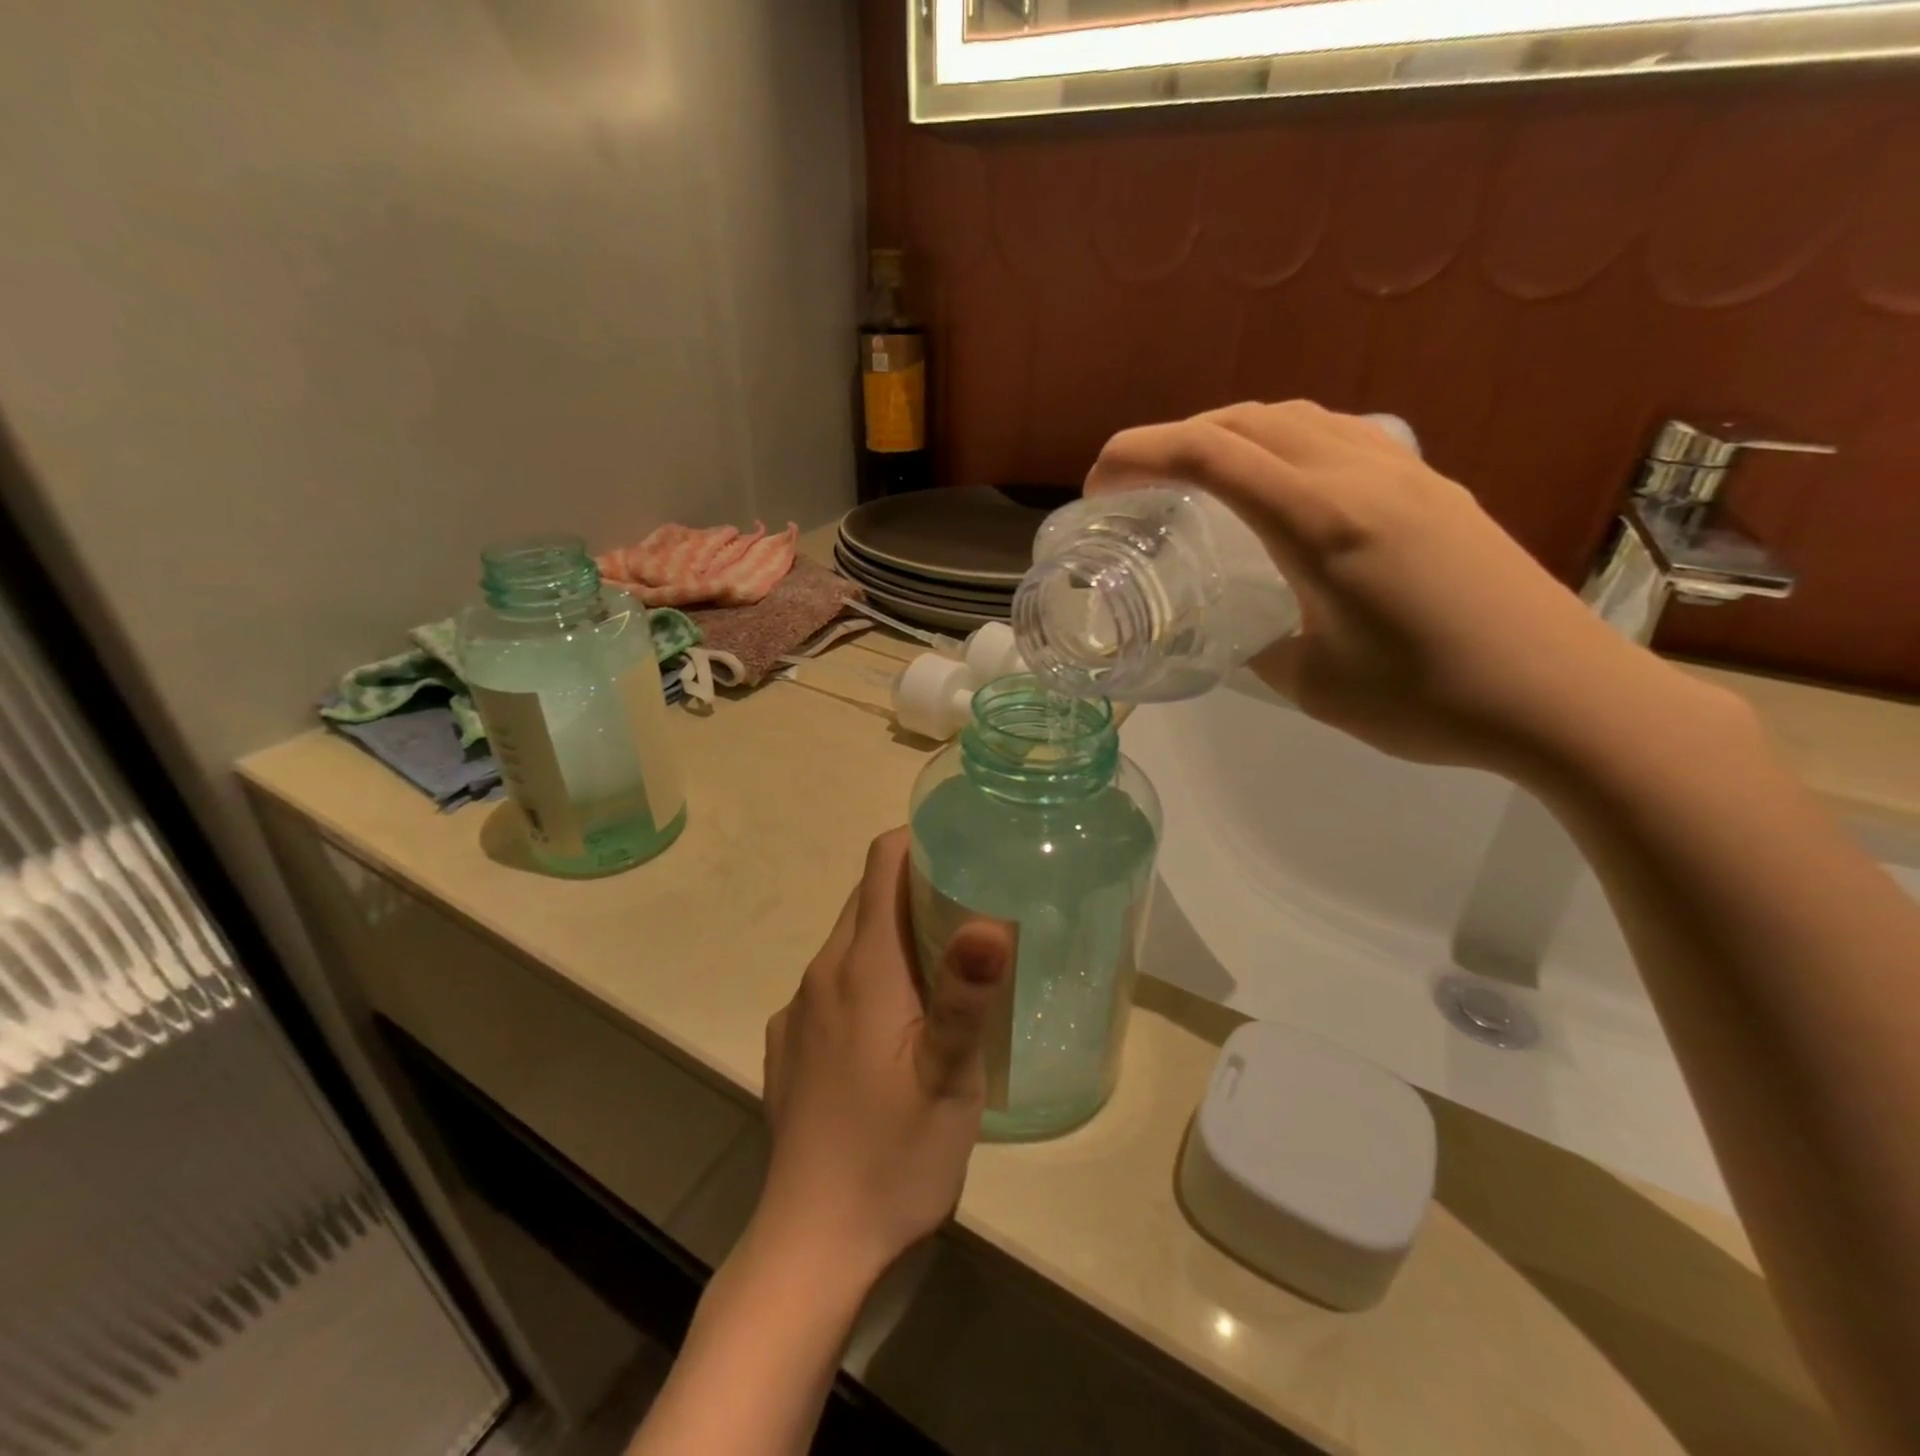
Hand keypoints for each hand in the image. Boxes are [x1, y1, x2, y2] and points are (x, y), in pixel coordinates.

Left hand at [757, 829, 1014, 1286]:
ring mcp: (798, 1012)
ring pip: (850, 943)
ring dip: (893, 935)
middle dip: (915, 885)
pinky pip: (832, 986)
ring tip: (944, 964)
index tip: (964, 846)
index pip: (881, 865)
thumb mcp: (950, 1077)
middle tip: (972, 903)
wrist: (813, 1245)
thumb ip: (967, 993)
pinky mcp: (788, 1047)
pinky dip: (867, 978)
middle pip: (866, 900)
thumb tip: (990, 918)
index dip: (919, 841)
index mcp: (861, 967)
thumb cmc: (894, 1155)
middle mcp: (821, 974)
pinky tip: (895, 1027)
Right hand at [1087, 400, 1716, 779]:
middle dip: (1177, 437)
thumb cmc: (1429, 699)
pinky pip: (1342, 435)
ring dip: (1234, 432)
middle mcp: (1361, 475)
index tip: (1098, 480)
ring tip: (1200, 474)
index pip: (1212, 456)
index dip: (1141, 454)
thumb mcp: (1312, 684)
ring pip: (1299, 418)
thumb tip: (1234, 630)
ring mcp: (1406, 472)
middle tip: (1138, 481)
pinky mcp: (1435, 486)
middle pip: (1249, 420)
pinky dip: (1288, 441)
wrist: (1564, 696)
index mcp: (1321, 521)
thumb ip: (1257, 645)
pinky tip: (1284, 482)